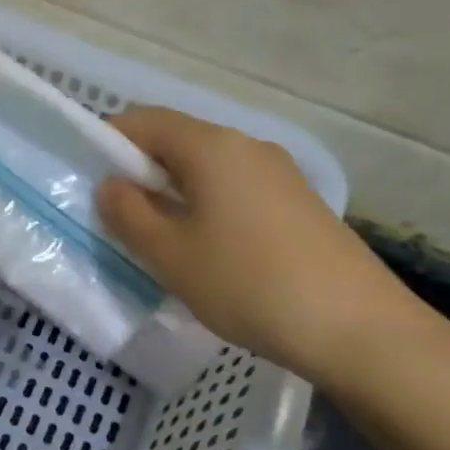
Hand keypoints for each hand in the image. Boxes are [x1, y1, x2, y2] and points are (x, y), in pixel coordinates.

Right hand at [97, 106, 424, 384]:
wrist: (359, 329)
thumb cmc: (248, 283)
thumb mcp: (169, 253)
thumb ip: (128, 213)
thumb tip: (112, 184)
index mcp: (211, 147)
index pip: (144, 120)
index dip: (108, 141)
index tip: (90, 179)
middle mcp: (246, 146)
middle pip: (177, 140)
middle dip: (140, 169)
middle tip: (120, 215)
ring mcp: (279, 173)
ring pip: (207, 167)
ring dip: (174, 190)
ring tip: (162, 238)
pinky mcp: (299, 202)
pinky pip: (235, 188)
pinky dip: (207, 204)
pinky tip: (209, 249)